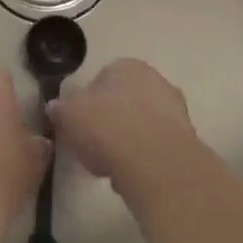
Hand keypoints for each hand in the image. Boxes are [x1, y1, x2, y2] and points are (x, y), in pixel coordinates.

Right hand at [47, 59, 196, 192]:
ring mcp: (175, 110)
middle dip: (109, 123)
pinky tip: (132, 177)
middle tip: (92, 147)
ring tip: (110, 167)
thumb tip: (55, 108)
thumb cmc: (107, 127)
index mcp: (126, 65)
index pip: (101, 80)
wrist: (155, 162)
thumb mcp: (68, 114)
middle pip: (124, 102)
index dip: (86, 104)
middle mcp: (155, 80)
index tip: (77, 126)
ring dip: (128, 143)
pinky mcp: (187, 141)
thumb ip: (60, 109)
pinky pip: (156, 149)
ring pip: (142, 126)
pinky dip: (144, 160)